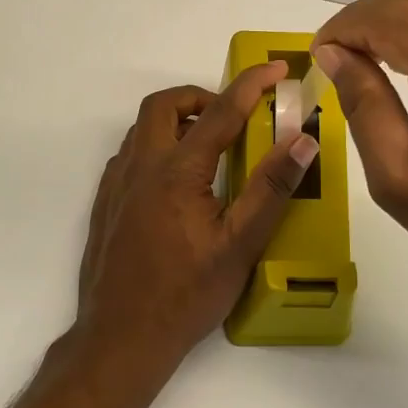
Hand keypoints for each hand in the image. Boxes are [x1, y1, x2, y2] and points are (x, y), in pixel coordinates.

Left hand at [73, 63, 319, 377]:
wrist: (121, 337)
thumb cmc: (186, 295)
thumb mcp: (239, 246)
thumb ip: (271, 189)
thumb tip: (302, 141)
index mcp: (177, 172)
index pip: (220, 113)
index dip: (250, 85)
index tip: (275, 69)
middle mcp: (140, 167)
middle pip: (164, 106)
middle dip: (199, 97)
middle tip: (231, 117)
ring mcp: (116, 185)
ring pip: (142, 129)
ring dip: (175, 122)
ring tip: (208, 148)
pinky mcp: (105, 204)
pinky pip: (129, 155)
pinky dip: (155, 148)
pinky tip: (176, 183)